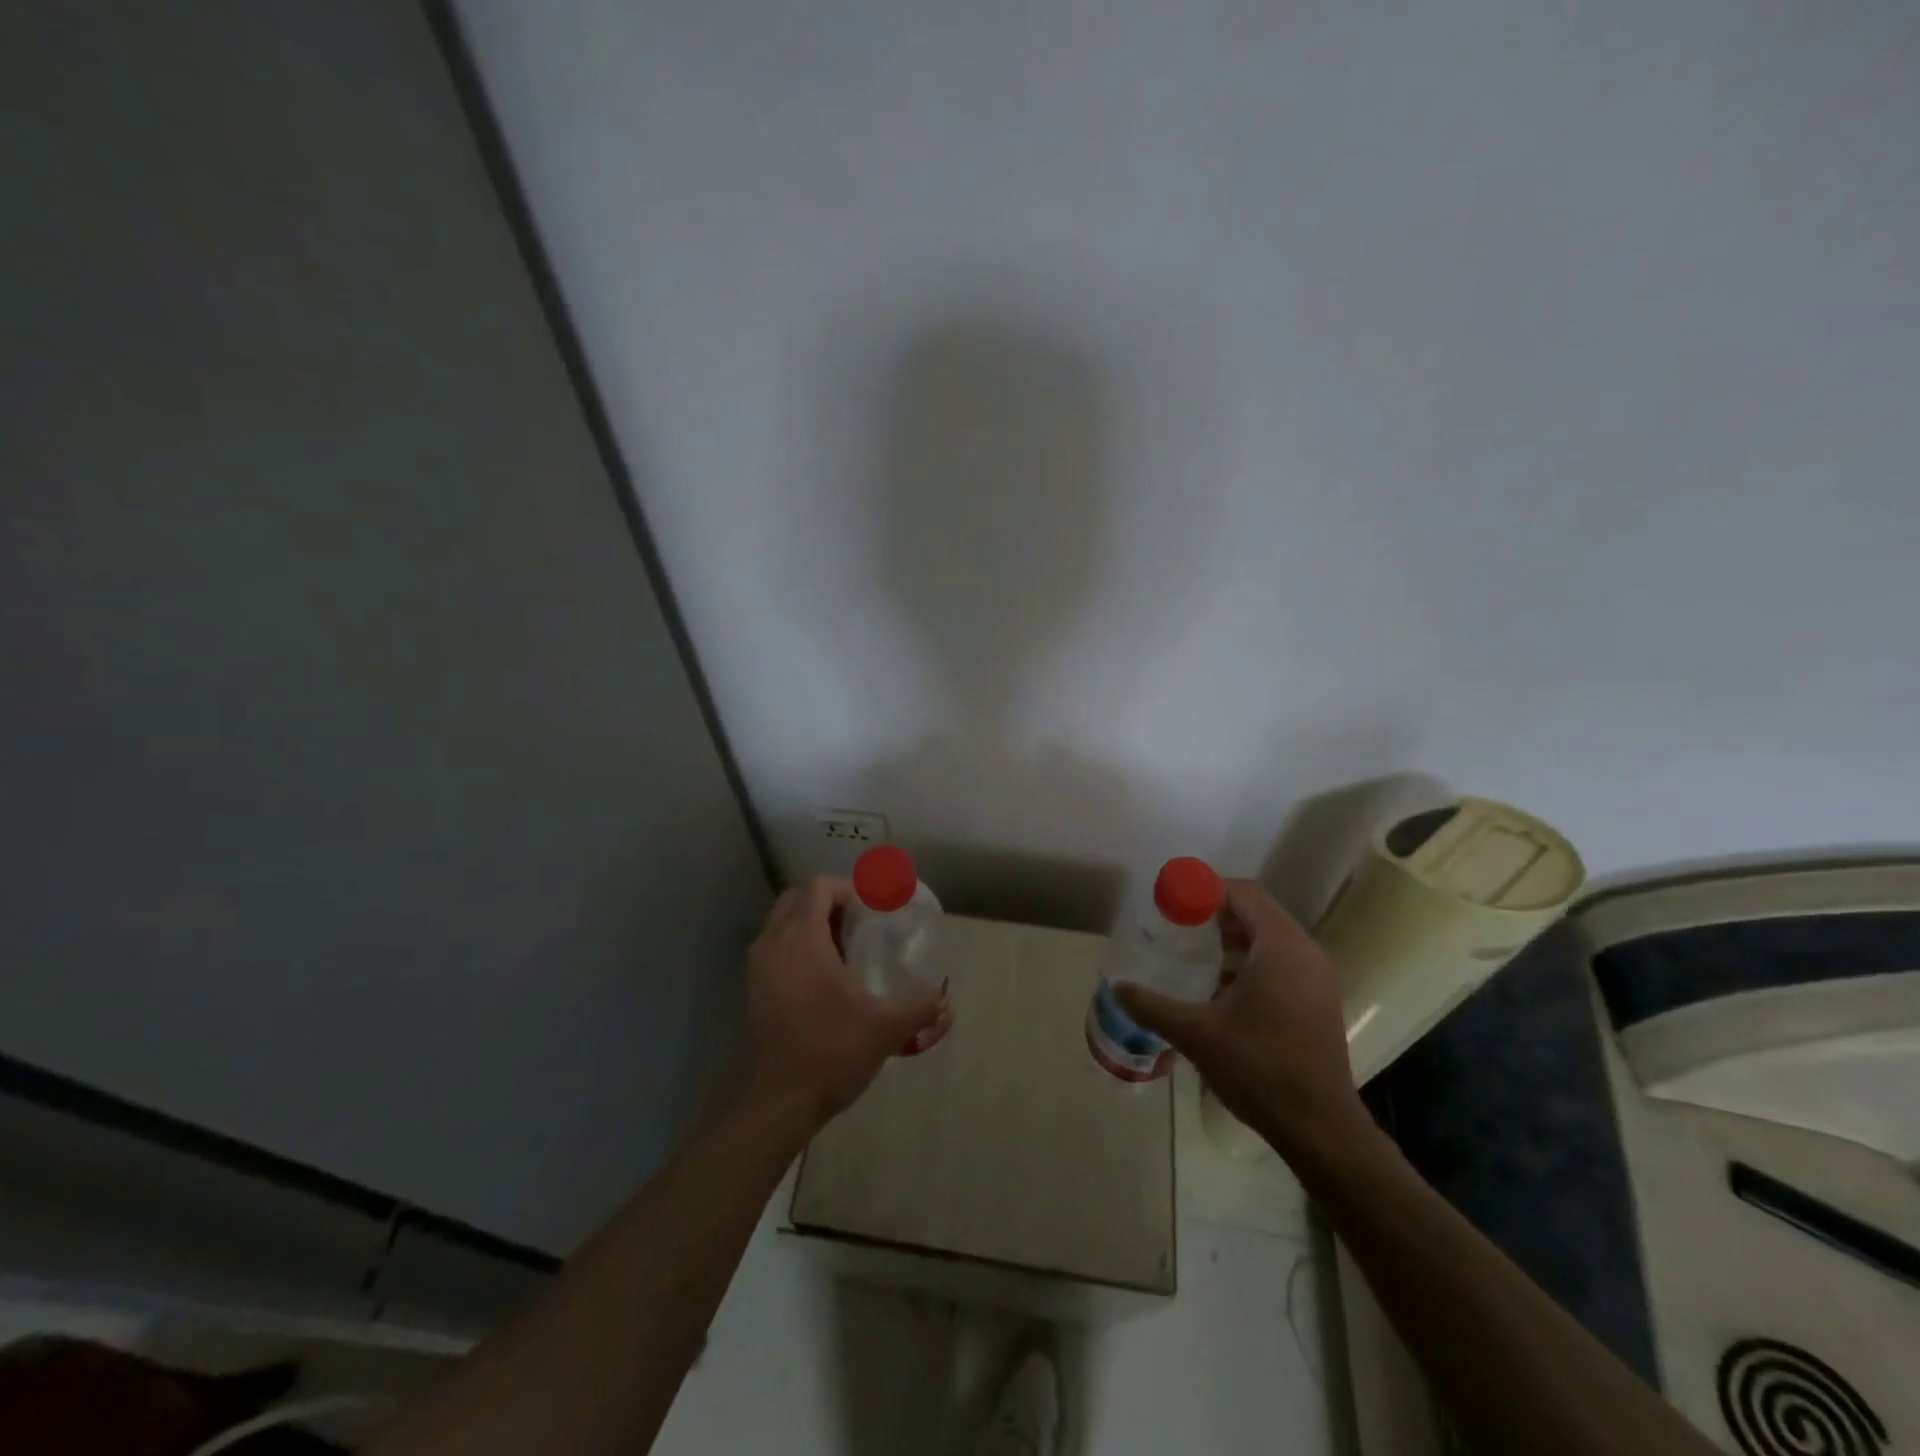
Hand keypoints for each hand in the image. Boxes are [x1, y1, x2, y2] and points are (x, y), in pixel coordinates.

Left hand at [744, 876, 948, 1130]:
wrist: (780, 1103)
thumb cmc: (831, 1052)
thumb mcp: (887, 1027)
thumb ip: (920, 1003)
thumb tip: (942, 995)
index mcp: (802, 941)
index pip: (819, 887)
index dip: (848, 889)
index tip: (873, 910)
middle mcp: (773, 944)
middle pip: (797, 899)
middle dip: (829, 902)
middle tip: (860, 925)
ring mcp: (758, 967)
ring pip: (783, 923)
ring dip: (812, 924)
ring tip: (845, 950)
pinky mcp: (753, 989)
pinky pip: (776, 947)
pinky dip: (798, 947)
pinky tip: (824, 978)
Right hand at [1117, 879, 1371, 1164]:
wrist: (1320, 1128)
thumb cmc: (1259, 1069)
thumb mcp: (1196, 1034)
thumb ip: (1153, 1006)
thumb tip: (1117, 987)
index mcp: (1280, 948)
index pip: (1244, 894)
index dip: (1207, 889)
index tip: (1173, 901)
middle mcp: (1305, 953)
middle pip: (1258, 912)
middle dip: (1216, 913)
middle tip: (1177, 924)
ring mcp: (1318, 977)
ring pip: (1271, 938)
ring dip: (1234, 938)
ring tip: (1195, 954)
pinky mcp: (1319, 1000)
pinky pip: (1282, 961)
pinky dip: (1252, 960)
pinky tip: (1223, 987)